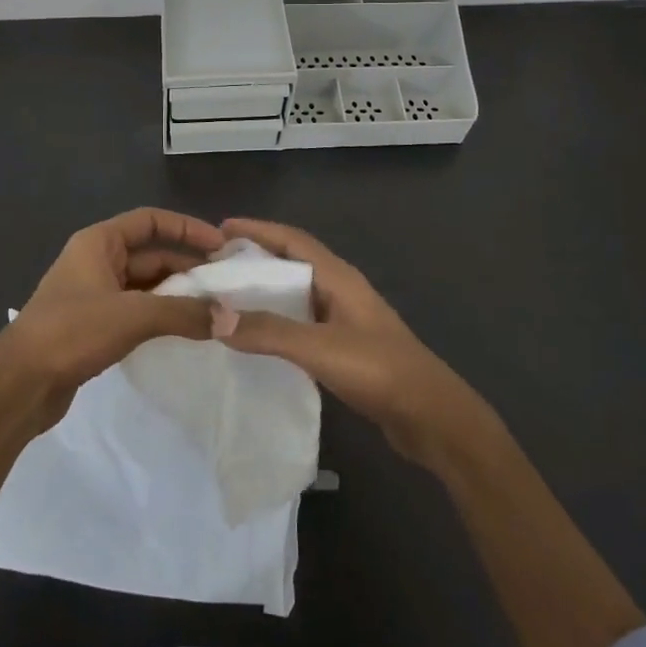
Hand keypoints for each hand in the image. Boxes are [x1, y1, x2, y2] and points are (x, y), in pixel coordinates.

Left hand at [0, 208, 226, 426]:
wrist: (19, 384)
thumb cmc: (72, 332)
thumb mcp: (133, 316)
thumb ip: (184, 313)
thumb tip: (230, 317)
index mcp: (98, 243)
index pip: (150, 221)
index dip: (186, 227)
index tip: (219, 245)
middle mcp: (95, 261)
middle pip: (150, 254)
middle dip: (186, 267)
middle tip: (223, 286)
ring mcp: (92, 294)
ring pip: (144, 285)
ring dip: (174, 295)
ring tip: (210, 310)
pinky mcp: (92, 326)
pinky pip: (134, 310)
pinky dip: (158, 315)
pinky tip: (181, 330)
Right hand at [217, 217, 490, 465]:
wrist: (431, 417)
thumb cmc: (379, 370)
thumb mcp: (320, 348)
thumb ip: (269, 332)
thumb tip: (215, 316)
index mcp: (339, 277)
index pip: (293, 239)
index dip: (258, 230)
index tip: (220, 229)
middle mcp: (341, 290)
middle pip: (292, 262)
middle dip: (255, 258)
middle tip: (215, 265)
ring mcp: (345, 319)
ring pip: (297, 293)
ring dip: (265, 290)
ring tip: (227, 297)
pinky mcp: (345, 347)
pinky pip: (302, 321)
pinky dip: (276, 320)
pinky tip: (258, 336)